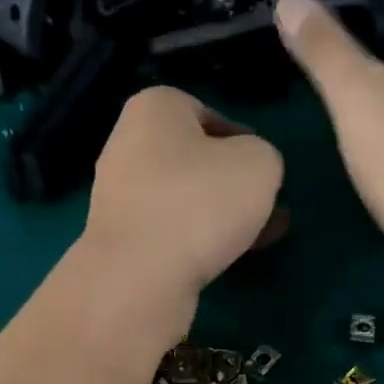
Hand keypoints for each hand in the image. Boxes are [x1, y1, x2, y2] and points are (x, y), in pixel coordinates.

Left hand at [79, 85, 284, 303]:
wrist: (140, 276)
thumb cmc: (201, 202)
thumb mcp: (260, 163)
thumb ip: (264, 157)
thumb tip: (249, 173)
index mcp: (154, 108)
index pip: (207, 113)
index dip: (243, 141)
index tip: (264, 170)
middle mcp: (127, 145)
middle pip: (194, 160)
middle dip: (232, 184)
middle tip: (266, 208)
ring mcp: (118, 196)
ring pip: (184, 199)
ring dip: (220, 216)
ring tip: (259, 238)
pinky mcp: (120, 241)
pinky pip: (169, 231)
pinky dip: (197, 241)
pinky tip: (228, 259)